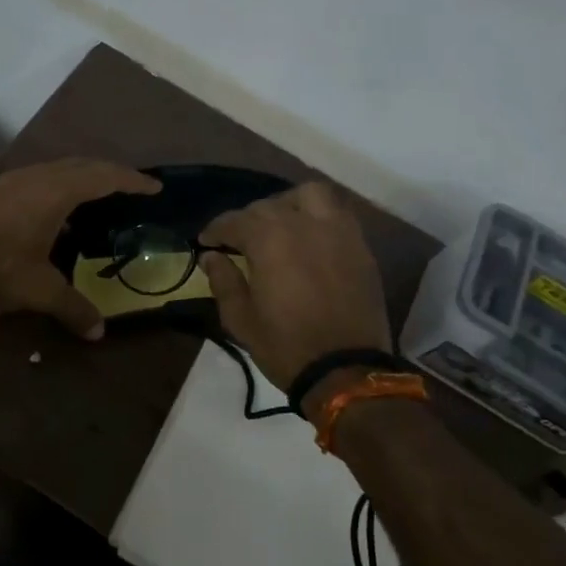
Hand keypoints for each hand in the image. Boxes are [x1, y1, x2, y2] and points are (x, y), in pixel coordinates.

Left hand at [0, 158, 159, 338]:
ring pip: (56, 169)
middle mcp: (34, 177)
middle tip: (131, 188)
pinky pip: (38, 180)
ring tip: (98, 199)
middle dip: (109, 174)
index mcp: (54, 192)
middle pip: (81, 165)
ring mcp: (10, 181)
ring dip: (81, 178)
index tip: (153, 186)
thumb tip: (99, 331)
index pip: (102, 176)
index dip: (131, 180)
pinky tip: (57, 215)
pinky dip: (58, 188)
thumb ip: (73, 307)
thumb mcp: (39, 291)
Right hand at [200, 182, 390, 395]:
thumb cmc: (285, 346)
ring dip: (289, 203)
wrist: (346, 370)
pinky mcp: (359, 245)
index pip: (234, 221)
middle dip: (248, 219)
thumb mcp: (241, 319)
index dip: (215, 230)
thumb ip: (224, 281)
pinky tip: (309, 236)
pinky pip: (337, 213)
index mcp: (268, 239)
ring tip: (280, 224)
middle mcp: (302, 223)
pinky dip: (318, 215)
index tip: (206, 242)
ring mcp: (336, 231)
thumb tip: (211, 257)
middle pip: (268, 205)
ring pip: (309, 195)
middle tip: (239, 240)